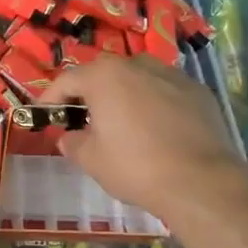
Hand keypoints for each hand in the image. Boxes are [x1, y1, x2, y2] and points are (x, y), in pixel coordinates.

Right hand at [48, 55, 243, 219]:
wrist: (201, 182)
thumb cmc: (135, 166)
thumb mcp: (90, 159)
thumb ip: (72, 142)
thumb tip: (69, 136)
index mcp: (104, 76)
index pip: (67, 80)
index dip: (51, 98)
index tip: (45, 115)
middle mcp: (137, 65)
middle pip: (103, 75)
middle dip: (90, 94)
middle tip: (82, 120)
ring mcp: (172, 75)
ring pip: (137, 79)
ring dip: (124, 95)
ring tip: (122, 122)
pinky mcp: (198, 92)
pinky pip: (165, 91)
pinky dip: (154, 104)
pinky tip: (156, 130)